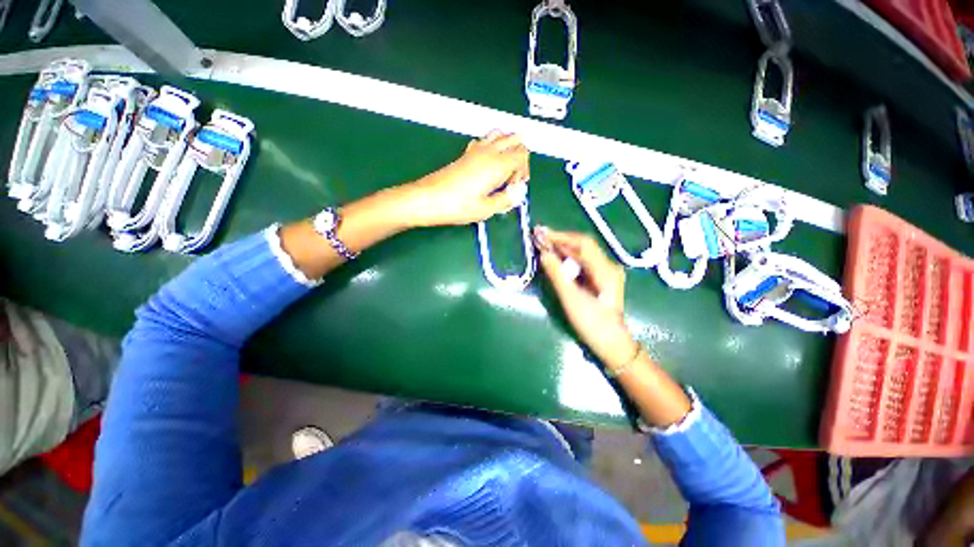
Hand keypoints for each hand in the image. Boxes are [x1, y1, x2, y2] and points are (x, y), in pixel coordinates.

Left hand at [405, 130, 529, 226]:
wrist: (427, 199)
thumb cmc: (456, 206)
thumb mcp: (486, 210)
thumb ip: (505, 200)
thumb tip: (517, 195)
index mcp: (497, 165)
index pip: (522, 154)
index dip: (524, 170)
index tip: (515, 187)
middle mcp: (488, 152)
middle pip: (514, 140)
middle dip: (520, 156)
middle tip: (513, 178)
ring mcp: (476, 150)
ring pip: (500, 135)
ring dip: (508, 148)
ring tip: (504, 168)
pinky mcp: (466, 154)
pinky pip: (485, 140)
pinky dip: (493, 146)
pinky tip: (488, 163)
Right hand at [535, 227, 638, 369]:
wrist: (611, 344)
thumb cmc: (592, 324)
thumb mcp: (572, 299)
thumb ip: (557, 275)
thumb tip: (543, 254)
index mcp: (605, 270)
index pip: (582, 243)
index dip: (561, 236)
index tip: (542, 233)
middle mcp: (607, 266)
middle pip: (582, 246)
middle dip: (559, 241)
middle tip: (538, 237)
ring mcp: (604, 272)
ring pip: (581, 254)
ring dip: (561, 248)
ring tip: (542, 244)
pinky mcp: (599, 279)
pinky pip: (581, 263)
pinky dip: (566, 259)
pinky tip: (554, 258)